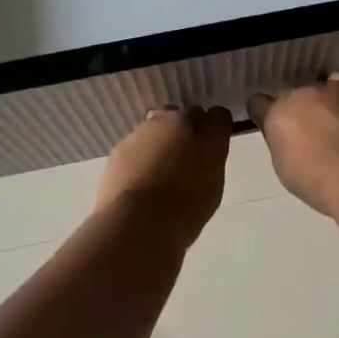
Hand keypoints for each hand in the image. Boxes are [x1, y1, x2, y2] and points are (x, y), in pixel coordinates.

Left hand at [94, 105, 232, 240]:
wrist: (137, 222)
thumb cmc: (186, 206)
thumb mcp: (213, 184)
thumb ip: (211, 157)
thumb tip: (206, 148)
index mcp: (204, 131)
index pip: (218, 116)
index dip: (215, 130)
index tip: (213, 146)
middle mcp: (173, 121)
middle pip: (185, 115)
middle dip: (187, 130)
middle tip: (187, 158)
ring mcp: (143, 132)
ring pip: (158, 127)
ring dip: (162, 141)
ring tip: (160, 172)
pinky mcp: (120, 148)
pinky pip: (137, 145)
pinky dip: (141, 156)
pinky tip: (141, 180)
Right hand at [247, 71, 338, 216]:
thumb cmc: (320, 183)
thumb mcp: (287, 169)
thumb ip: (283, 145)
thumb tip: (289, 139)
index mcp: (274, 117)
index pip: (258, 104)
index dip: (265, 113)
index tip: (274, 124)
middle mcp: (296, 95)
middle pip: (290, 95)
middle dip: (297, 109)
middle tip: (310, 130)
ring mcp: (325, 88)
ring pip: (316, 87)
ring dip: (321, 101)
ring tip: (335, 119)